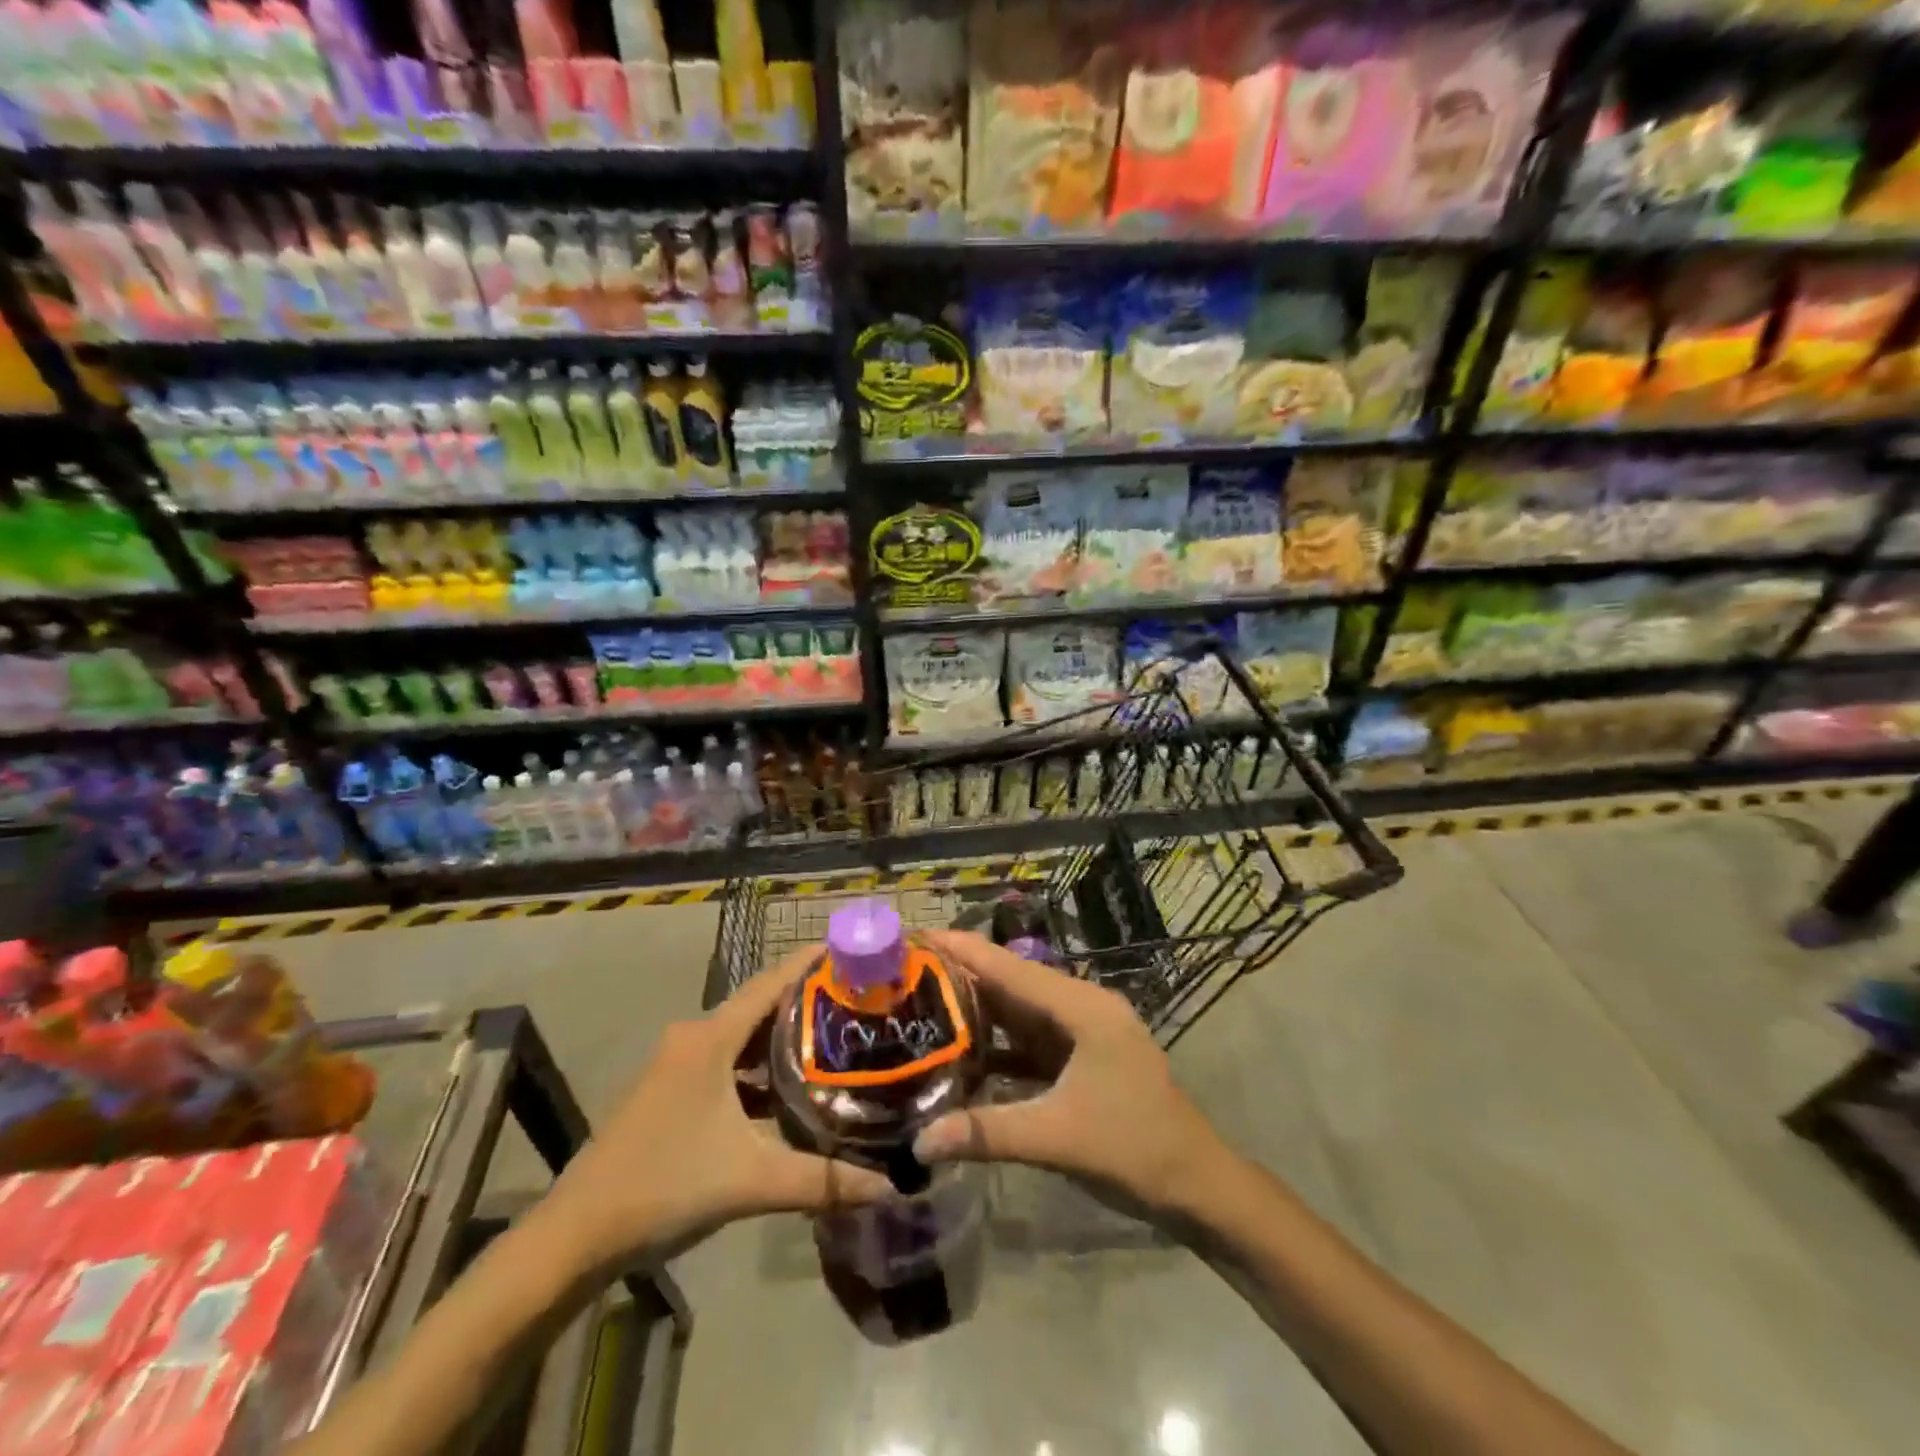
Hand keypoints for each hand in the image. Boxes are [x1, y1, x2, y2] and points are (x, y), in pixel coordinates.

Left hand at [546, 947, 891, 1273]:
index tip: (854, 950)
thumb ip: (822, 1180)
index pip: (771, 982)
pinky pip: (728, 1064)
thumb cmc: (663, 1187)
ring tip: (835, 1042)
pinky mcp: (672, 1092)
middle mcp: (694, 1039)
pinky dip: (760, 1070)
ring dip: (783, 1039)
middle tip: (859, 1001)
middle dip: (807, 1001)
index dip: (811, 961)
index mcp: (710, 1039)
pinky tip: (790, 1093)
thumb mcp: (750, 1181)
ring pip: (743, 1038)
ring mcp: (679, 1066)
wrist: (575, 1236)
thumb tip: (890, 1184)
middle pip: (761, 1006)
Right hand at [910, 929, 1235, 1216]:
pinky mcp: (1080, 1059)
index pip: (1009, 968)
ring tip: (922, 1002)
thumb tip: (918, 1143)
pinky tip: (961, 1052)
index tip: (916, 933)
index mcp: (1081, 1007)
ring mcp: (1082, 1033)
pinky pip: (1029, 1040)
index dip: (962, 949)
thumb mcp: (1057, 1138)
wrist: (1197, 1185)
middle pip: (1011, 984)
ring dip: (976, 1008)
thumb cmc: (1135, 1149)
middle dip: (961, 975)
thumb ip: (986, 1134)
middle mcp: (1080, 1007)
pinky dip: (997, 1043)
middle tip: (905, 971)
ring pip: (1019, 1011)